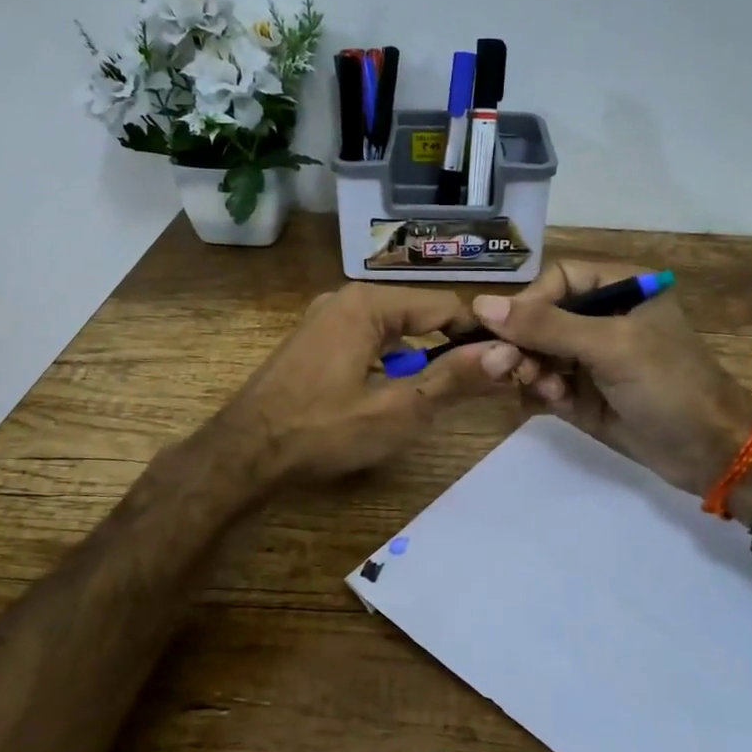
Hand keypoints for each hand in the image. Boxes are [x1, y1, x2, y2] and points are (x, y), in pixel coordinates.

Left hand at [219, 283, 510, 482]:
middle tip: (477, 385)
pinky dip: (389, 361)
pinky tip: (392, 393)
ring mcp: (326, 318)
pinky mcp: (314, 340)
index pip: (445, 305)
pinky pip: (367, 340)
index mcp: (369, 304)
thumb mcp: (397, 410)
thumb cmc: (322, 430)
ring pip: (393, 329)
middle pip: (419, 315)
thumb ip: (453, 379)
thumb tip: (508, 352)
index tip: (507, 363)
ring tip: (440, 394)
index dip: (480, 334)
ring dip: (419, 358)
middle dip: (449, 348)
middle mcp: (347, 298)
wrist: (244, 453)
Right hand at [472, 260, 751, 494]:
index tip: (507, 330)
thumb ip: (547, 326)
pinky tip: (554, 403)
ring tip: (545, 389)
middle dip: (522, 342)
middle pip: (538, 317)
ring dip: (530, 370)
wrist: (708, 453)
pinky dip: (541, 392)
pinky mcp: (581, 394)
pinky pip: (543, 384)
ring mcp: (590, 358)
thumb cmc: (669, 385)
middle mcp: (601, 318)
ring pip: (535, 353)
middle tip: (507, 366)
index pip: (556, 279)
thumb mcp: (611, 347)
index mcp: (619, 288)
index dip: (529, 302)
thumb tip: (480, 305)